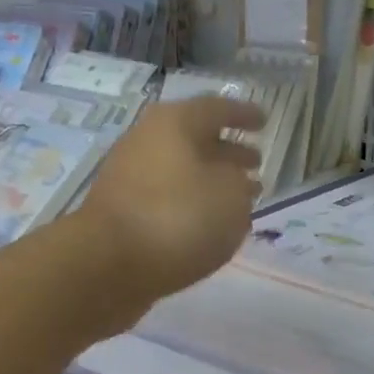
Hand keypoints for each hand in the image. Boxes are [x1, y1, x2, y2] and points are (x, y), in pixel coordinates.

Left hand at [77, 96, 265, 305]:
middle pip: (196, 139)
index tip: (265, 122)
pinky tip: (209, 225)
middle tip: (256, 164)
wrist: (107, 264)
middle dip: (229, 151)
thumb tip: (233, 184)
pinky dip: (193, 204)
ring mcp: (131, 176)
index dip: (245, 115)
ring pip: (183, 171)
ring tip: (240, 200)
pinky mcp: (123, 211)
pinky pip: (168, 198)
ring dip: (212, 181)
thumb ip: (241, 184)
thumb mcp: (231, 197)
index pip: (218, 109)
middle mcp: (149, 140)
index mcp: (175, 123)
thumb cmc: (178, 218)